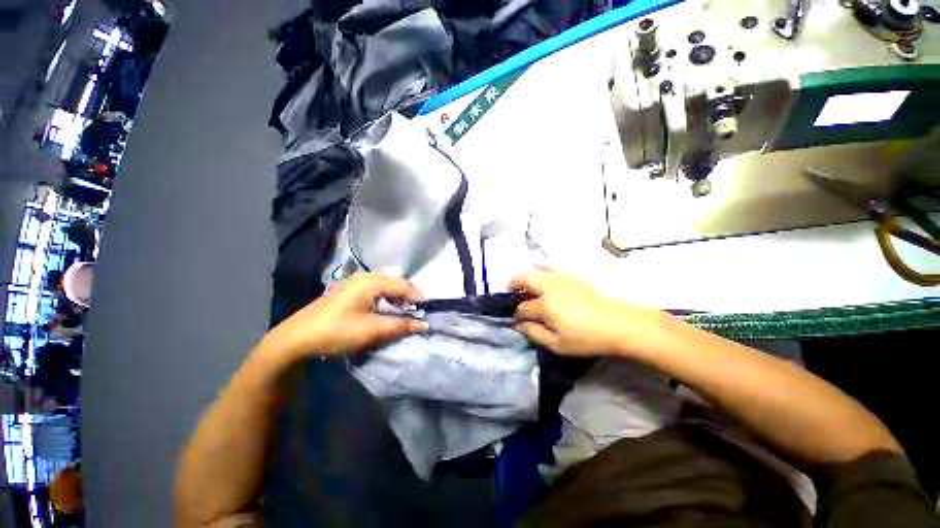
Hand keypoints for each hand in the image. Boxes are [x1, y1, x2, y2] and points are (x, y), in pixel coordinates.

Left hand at [261, 273, 426, 361]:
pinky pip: (372, 288)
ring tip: (400, 310)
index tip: (427, 309)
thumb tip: (422, 324)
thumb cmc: (338, 331)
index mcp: (370, 282)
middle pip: (392, 282)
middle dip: (406, 295)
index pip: (402, 285)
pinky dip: (382, 297)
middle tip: (414, 310)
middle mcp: (362, 277)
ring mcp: (351, 283)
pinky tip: (381, 308)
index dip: (417, 296)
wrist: (296, 339)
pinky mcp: (344, 291)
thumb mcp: (373, 330)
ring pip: (382, 284)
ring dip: (394, 296)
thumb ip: (400, 325)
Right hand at [509, 270, 664, 356]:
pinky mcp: (570, 276)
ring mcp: (560, 279)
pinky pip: (551, 266)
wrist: (616, 324)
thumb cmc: (585, 338)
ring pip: (536, 272)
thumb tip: (516, 324)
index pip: (523, 307)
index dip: (516, 313)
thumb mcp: (557, 344)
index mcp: (545, 305)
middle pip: (524, 280)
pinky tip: (539, 268)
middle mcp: (549, 287)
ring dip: (525, 278)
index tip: (515, 320)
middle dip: (514, 285)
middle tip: (511, 294)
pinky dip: (541, 267)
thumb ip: (533, 332)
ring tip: (524, 287)